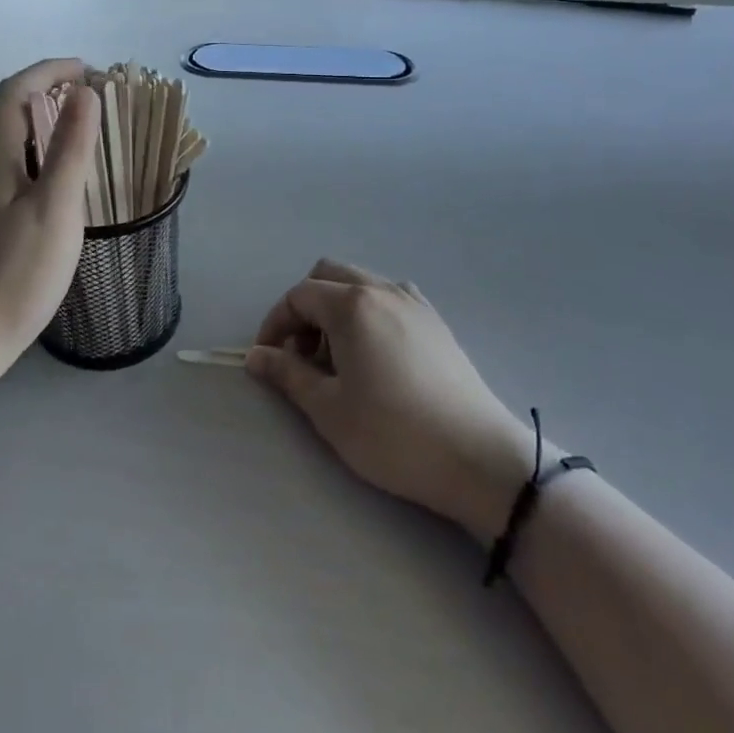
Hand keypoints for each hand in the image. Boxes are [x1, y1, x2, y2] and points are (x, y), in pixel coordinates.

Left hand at [0, 59, 98, 387]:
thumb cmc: (12, 276)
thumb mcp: (55, 209)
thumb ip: (70, 147)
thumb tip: (84, 92)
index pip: (14, 91)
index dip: (50, 70)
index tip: (90, 70)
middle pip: (7, 114)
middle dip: (50, 95)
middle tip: (94, 104)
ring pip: (7, 146)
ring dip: (43, 129)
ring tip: (83, 141)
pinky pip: (5, 173)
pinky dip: (35, 160)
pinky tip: (54, 190)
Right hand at [246, 260, 537, 540]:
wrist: (478, 457)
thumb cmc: (393, 434)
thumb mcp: (329, 409)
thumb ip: (287, 374)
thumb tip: (256, 356)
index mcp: (351, 304)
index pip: (298, 296)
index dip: (275, 323)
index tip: (268, 358)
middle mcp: (381, 289)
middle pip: (328, 276)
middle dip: (305, 309)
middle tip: (301, 355)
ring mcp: (413, 301)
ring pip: (359, 283)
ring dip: (336, 309)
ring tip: (338, 360)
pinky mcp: (434, 320)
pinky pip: (388, 297)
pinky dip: (367, 313)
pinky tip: (374, 356)